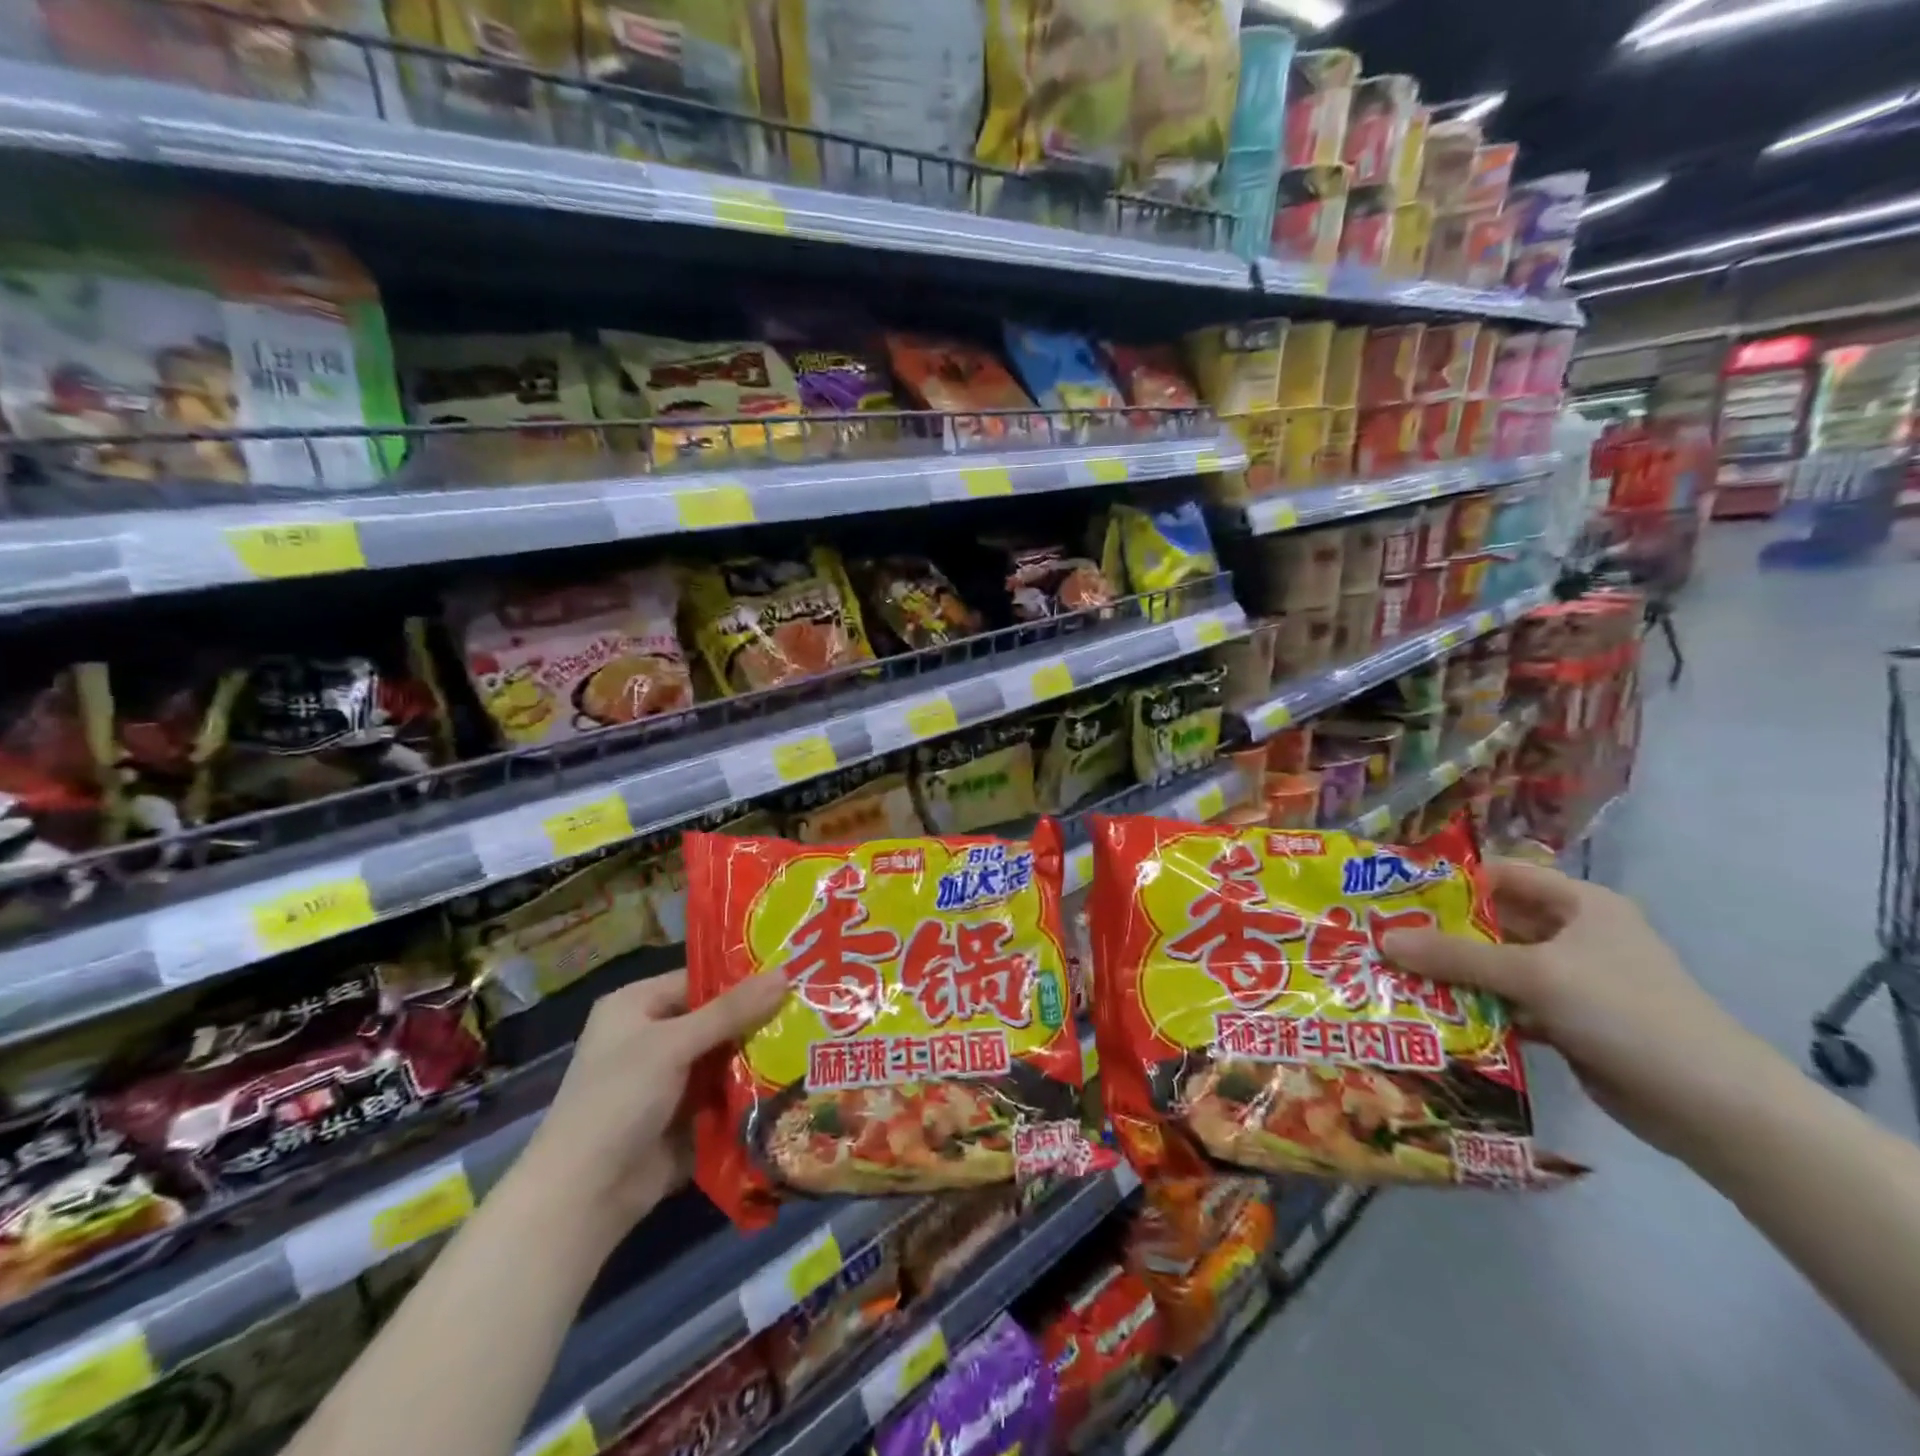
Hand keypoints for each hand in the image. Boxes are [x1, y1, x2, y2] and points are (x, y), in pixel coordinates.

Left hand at [511, 969, 787, 1243]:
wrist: (583, 1197)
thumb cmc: (619, 1099)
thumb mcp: (674, 1044)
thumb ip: (731, 1011)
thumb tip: (786, 973)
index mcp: (637, 1006)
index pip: (699, 980)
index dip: (744, 978)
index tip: (794, 973)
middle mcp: (652, 1037)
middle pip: (717, 1019)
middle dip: (759, 1019)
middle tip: (813, 1006)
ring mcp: (669, 1080)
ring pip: (725, 1058)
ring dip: (760, 1056)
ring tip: (814, 1040)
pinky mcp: (684, 1117)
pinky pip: (725, 1094)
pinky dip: (752, 1090)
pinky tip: (796, 1080)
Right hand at [1380, 859, 1770, 1159]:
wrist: (1714, 1107)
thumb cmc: (1625, 1012)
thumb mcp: (1534, 974)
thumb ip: (1455, 956)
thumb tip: (1383, 940)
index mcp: (1579, 904)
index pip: (1501, 875)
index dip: (1449, 881)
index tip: (1395, 895)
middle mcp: (1575, 935)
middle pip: (1493, 922)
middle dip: (1440, 932)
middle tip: (1381, 938)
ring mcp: (1573, 981)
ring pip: (1497, 966)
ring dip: (1453, 973)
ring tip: (1394, 975)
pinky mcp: (1569, 1021)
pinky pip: (1508, 1003)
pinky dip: (1475, 1007)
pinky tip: (1432, 1013)